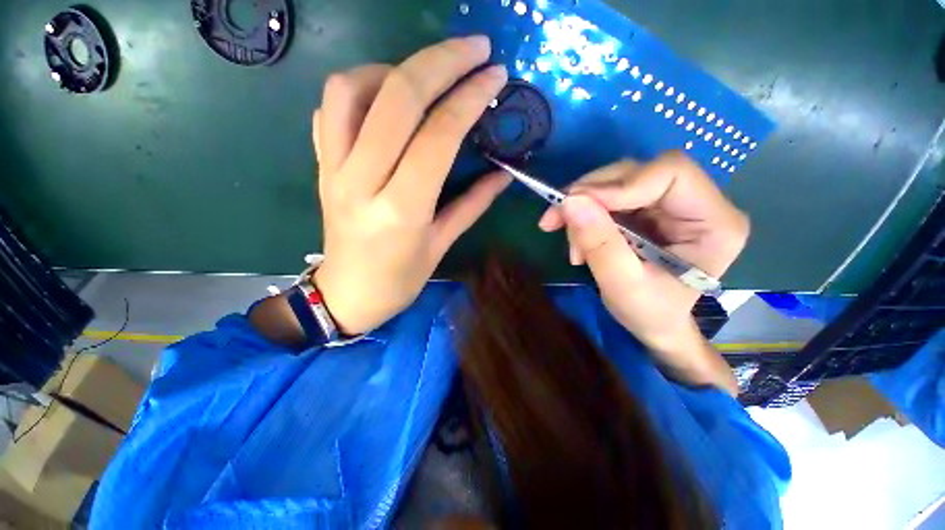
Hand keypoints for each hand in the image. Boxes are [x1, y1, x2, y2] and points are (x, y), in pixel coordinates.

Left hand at [310, 37, 509, 334]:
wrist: (347, 294)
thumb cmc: (399, 280)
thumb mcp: (441, 245)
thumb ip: (473, 204)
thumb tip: (504, 174)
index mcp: (401, 210)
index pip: (437, 135)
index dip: (469, 97)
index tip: (494, 75)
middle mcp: (362, 181)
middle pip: (397, 98)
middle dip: (440, 61)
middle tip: (474, 49)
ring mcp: (332, 169)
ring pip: (351, 89)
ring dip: (393, 69)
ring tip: (424, 77)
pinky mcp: (319, 166)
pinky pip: (330, 109)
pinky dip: (359, 88)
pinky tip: (385, 100)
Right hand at [538, 152, 747, 392]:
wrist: (654, 324)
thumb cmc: (649, 314)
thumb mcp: (622, 285)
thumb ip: (599, 243)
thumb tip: (569, 201)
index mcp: (715, 223)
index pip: (670, 174)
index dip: (618, 185)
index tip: (574, 207)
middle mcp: (699, 203)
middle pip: (638, 173)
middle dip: (590, 196)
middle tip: (555, 221)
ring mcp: (672, 204)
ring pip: (617, 182)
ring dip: (583, 208)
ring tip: (573, 246)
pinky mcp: (649, 209)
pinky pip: (609, 197)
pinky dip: (585, 215)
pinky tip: (579, 241)